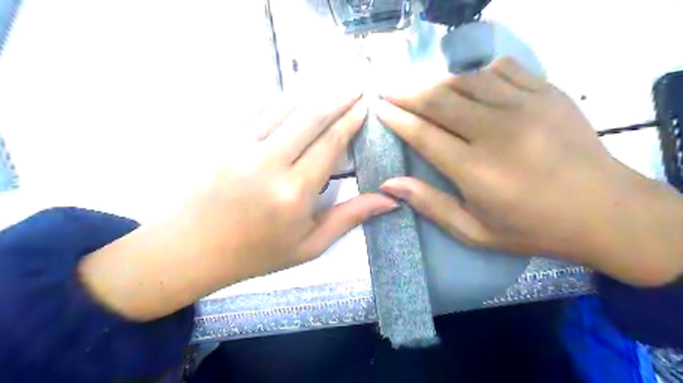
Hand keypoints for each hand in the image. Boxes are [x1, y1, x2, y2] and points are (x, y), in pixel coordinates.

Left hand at [187, 91, 400, 279]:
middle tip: (357, 86)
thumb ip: (349, 218)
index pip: (330, 144)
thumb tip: (389, 200)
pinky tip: (295, 96)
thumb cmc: (256, 254)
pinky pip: (258, 111)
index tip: (365, 106)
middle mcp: (269, 163)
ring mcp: (242, 148)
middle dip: (338, 97)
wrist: (190, 250)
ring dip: (312, 93)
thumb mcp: (309, 245)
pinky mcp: (223, 141)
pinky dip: (282, 100)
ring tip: (332, 85)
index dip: (351, 121)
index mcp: (294, 193)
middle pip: (311, 117)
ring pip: (284, 107)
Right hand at [376, 55, 682, 283]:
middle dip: (407, 92)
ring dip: (436, 81)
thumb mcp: (474, 231)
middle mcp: (496, 132)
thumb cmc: (532, 227)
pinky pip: (502, 69)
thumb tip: (389, 184)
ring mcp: (526, 107)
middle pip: (439, 99)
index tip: (379, 107)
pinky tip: (467, 81)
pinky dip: (477, 71)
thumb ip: (430, 205)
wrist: (604, 211)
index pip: (423, 134)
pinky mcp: (548, 93)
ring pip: (466, 80)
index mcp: (476, 170)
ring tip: (419, 86)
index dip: (397, 118)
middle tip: (387, 88)